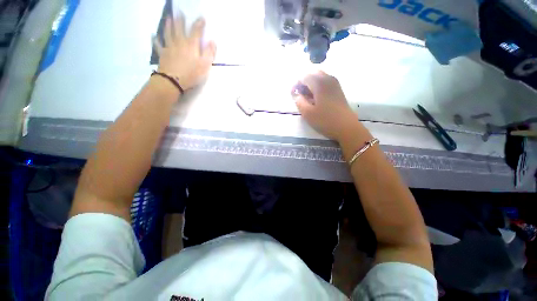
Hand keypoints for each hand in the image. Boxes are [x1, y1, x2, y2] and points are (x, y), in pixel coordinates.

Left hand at [154, 14, 215, 90]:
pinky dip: (155, 40)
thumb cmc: (192, 74)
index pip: (196, 31)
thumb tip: (213, 41)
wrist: (174, 81)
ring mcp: (170, 47)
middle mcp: (180, 42)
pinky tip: (153, 35)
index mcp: (191, 45)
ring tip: (168, 18)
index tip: (202, 18)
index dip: (199, 23)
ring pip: (168, 33)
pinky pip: (158, 45)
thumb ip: (209, 53)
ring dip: (168, 24)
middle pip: (180, 28)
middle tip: (180, 12)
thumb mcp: (205, 65)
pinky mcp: (163, 54)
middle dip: (181, 20)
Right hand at [293, 71, 358, 140]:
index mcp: (320, 83)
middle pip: (312, 73)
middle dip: (303, 82)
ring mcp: (335, 84)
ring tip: (306, 97)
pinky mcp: (338, 90)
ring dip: (311, 84)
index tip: (292, 94)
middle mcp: (328, 79)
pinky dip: (318, 86)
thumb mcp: (307, 113)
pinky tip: (316, 98)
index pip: (304, 76)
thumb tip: (296, 94)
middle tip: (299, 94)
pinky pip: (325, 82)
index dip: (296, 84)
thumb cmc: (325, 120)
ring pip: (320, 77)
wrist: (346, 127)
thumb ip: (299, 101)